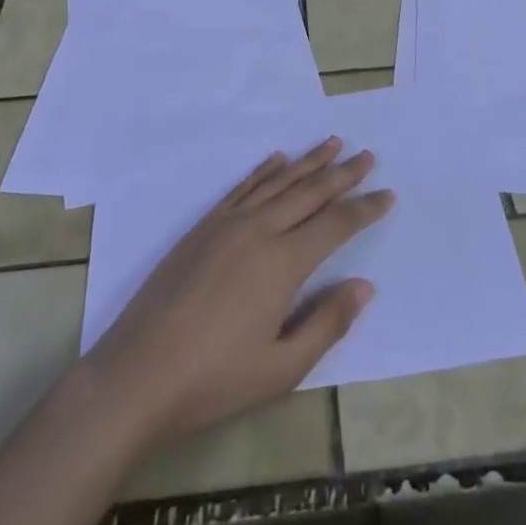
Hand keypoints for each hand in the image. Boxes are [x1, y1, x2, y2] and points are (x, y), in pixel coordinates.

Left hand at [85, 139, 393, 447]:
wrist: (137, 373)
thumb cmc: (214, 380)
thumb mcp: (280, 368)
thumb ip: (327, 323)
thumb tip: (365, 286)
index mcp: (283, 263)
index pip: (335, 225)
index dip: (364, 209)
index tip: (388, 194)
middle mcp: (259, 230)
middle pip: (310, 193)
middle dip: (343, 174)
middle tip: (368, 155)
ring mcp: (228, 223)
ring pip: (279, 182)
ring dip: (309, 162)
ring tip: (333, 143)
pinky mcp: (204, 226)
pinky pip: (243, 187)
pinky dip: (265, 170)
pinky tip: (278, 159)